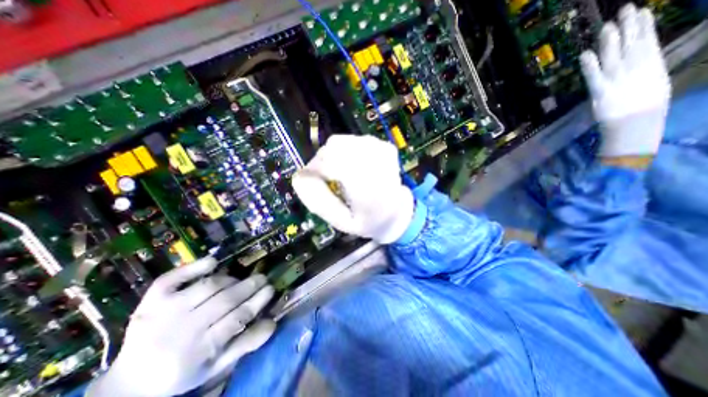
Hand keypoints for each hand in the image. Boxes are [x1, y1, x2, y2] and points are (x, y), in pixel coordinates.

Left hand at [87, 258, 274, 396]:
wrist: (130, 383)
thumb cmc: (182, 372)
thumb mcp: (216, 367)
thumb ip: (245, 344)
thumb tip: (272, 322)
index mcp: (198, 351)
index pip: (237, 318)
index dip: (257, 301)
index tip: (271, 289)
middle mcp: (181, 330)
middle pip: (224, 300)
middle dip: (249, 286)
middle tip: (263, 278)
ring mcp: (163, 312)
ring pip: (207, 287)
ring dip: (230, 279)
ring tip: (240, 279)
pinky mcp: (150, 301)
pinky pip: (173, 278)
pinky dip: (194, 266)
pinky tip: (213, 262)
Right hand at [293, 135, 416, 243]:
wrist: (397, 211)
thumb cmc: (368, 221)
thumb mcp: (341, 222)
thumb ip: (319, 202)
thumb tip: (299, 177)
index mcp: (368, 189)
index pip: (331, 163)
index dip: (315, 169)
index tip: (310, 179)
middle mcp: (377, 164)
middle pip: (334, 147)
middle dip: (322, 161)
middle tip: (325, 178)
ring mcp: (382, 151)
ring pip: (341, 141)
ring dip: (333, 155)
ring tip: (340, 173)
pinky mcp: (385, 146)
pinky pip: (353, 140)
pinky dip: (346, 151)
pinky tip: (352, 166)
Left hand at [581, 3, 670, 157]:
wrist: (635, 124)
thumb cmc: (643, 107)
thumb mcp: (651, 83)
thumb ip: (645, 69)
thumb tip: (640, 57)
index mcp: (651, 65)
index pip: (647, 41)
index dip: (644, 26)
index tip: (642, 11)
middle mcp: (635, 69)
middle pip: (631, 44)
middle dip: (628, 26)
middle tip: (624, 9)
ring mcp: (617, 80)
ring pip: (614, 56)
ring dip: (610, 41)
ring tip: (607, 26)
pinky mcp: (600, 92)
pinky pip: (593, 76)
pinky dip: (589, 66)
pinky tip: (585, 54)